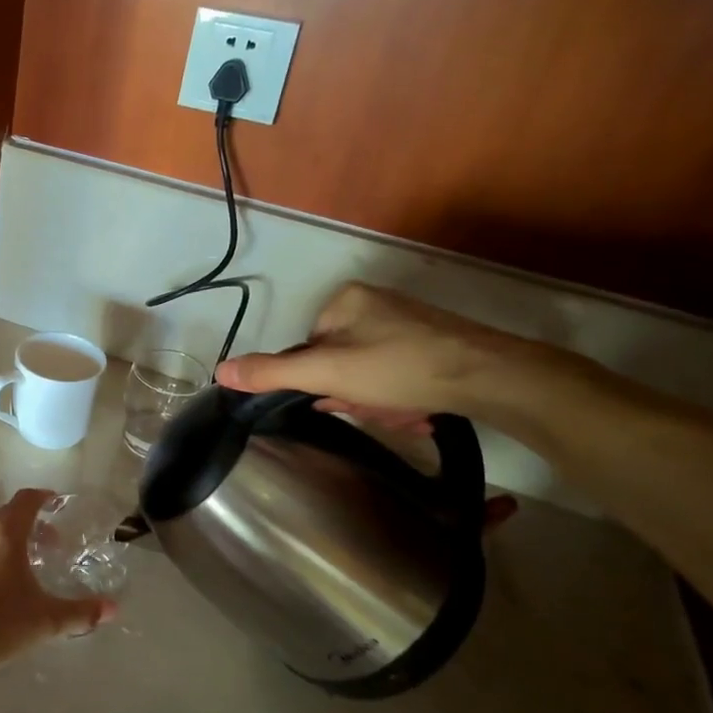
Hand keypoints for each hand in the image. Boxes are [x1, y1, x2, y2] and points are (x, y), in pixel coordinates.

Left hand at [0, 489, 115, 676]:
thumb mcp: (44, 619)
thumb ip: (79, 612)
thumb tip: (112, 609)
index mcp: (4, 531)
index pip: (26, 500)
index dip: (43, 498)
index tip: (55, 503)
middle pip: (4, 516)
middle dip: (26, 525)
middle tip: (46, 543)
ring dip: (1, 541)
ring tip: (17, 564)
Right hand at [216, 282, 527, 429]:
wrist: (492, 377)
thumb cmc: (399, 368)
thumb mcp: (327, 374)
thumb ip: (272, 373)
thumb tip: (220, 371)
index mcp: (345, 300)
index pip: (308, 351)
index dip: (321, 383)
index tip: (343, 400)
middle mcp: (374, 303)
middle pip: (339, 363)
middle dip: (354, 395)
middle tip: (377, 409)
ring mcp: (406, 321)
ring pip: (369, 374)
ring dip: (379, 402)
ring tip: (404, 412)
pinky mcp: (434, 341)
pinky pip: (397, 373)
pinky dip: (402, 396)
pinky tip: (419, 409)